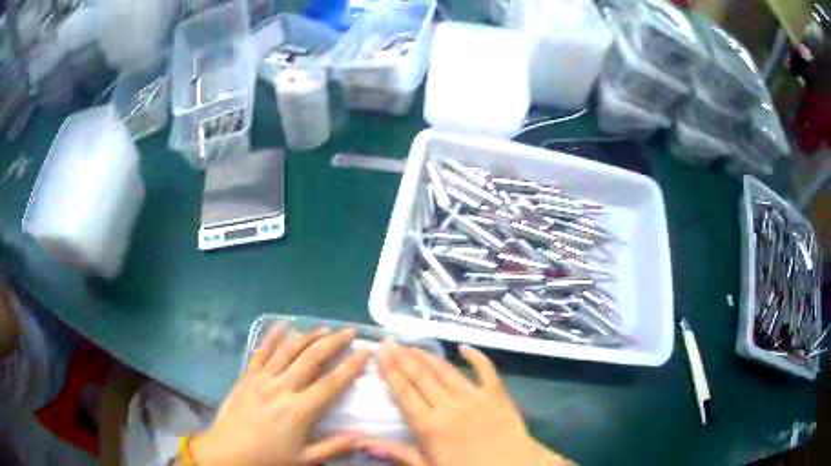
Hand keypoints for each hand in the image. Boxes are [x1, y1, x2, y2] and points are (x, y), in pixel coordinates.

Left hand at [190, 325, 370, 465]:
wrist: (227, 453)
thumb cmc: (268, 459)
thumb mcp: (304, 460)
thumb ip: (334, 448)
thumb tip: (363, 437)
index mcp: (299, 410)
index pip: (331, 383)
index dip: (351, 366)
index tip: (365, 351)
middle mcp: (282, 388)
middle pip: (311, 359)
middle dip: (333, 342)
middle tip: (349, 331)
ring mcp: (262, 379)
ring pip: (288, 351)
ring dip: (308, 337)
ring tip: (324, 328)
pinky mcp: (246, 377)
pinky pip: (260, 352)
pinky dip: (272, 337)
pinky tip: (283, 325)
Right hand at [365, 339, 572, 465]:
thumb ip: (398, 453)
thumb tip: (361, 442)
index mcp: (429, 426)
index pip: (403, 392)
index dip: (389, 369)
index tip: (379, 350)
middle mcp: (449, 406)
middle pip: (421, 376)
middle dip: (403, 357)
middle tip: (390, 340)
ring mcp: (476, 397)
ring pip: (446, 371)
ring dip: (428, 356)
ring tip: (413, 344)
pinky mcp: (498, 395)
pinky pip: (486, 370)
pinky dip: (476, 356)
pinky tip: (465, 347)